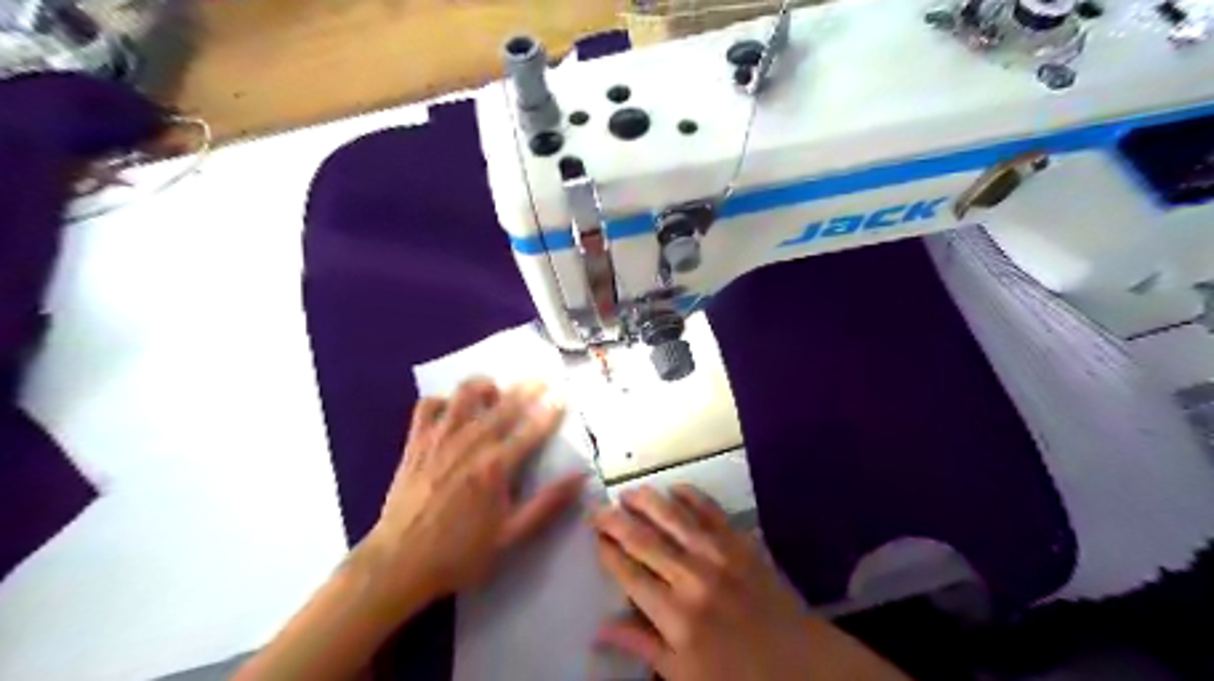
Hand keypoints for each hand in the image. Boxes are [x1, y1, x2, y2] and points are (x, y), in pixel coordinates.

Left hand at [361, 379, 585, 611]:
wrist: (398, 563)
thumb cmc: (460, 553)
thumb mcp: (511, 536)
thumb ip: (547, 504)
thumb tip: (581, 478)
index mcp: (496, 466)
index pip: (531, 430)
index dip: (550, 411)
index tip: (562, 397)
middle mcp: (469, 444)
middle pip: (503, 405)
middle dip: (526, 389)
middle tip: (540, 381)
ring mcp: (439, 439)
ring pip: (464, 395)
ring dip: (484, 386)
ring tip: (495, 389)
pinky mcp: (415, 442)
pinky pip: (427, 406)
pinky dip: (442, 400)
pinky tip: (452, 409)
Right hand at [594, 487, 904, 680]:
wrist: (802, 665)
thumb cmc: (738, 679)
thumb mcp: (684, 676)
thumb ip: (643, 646)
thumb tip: (600, 629)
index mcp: (675, 616)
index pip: (629, 574)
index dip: (608, 552)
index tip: (593, 537)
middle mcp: (692, 577)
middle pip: (644, 540)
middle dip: (617, 521)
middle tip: (597, 509)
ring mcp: (720, 556)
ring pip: (674, 518)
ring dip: (648, 501)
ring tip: (628, 492)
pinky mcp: (742, 544)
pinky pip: (712, 512)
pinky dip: (692, 496)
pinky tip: (676, 487)